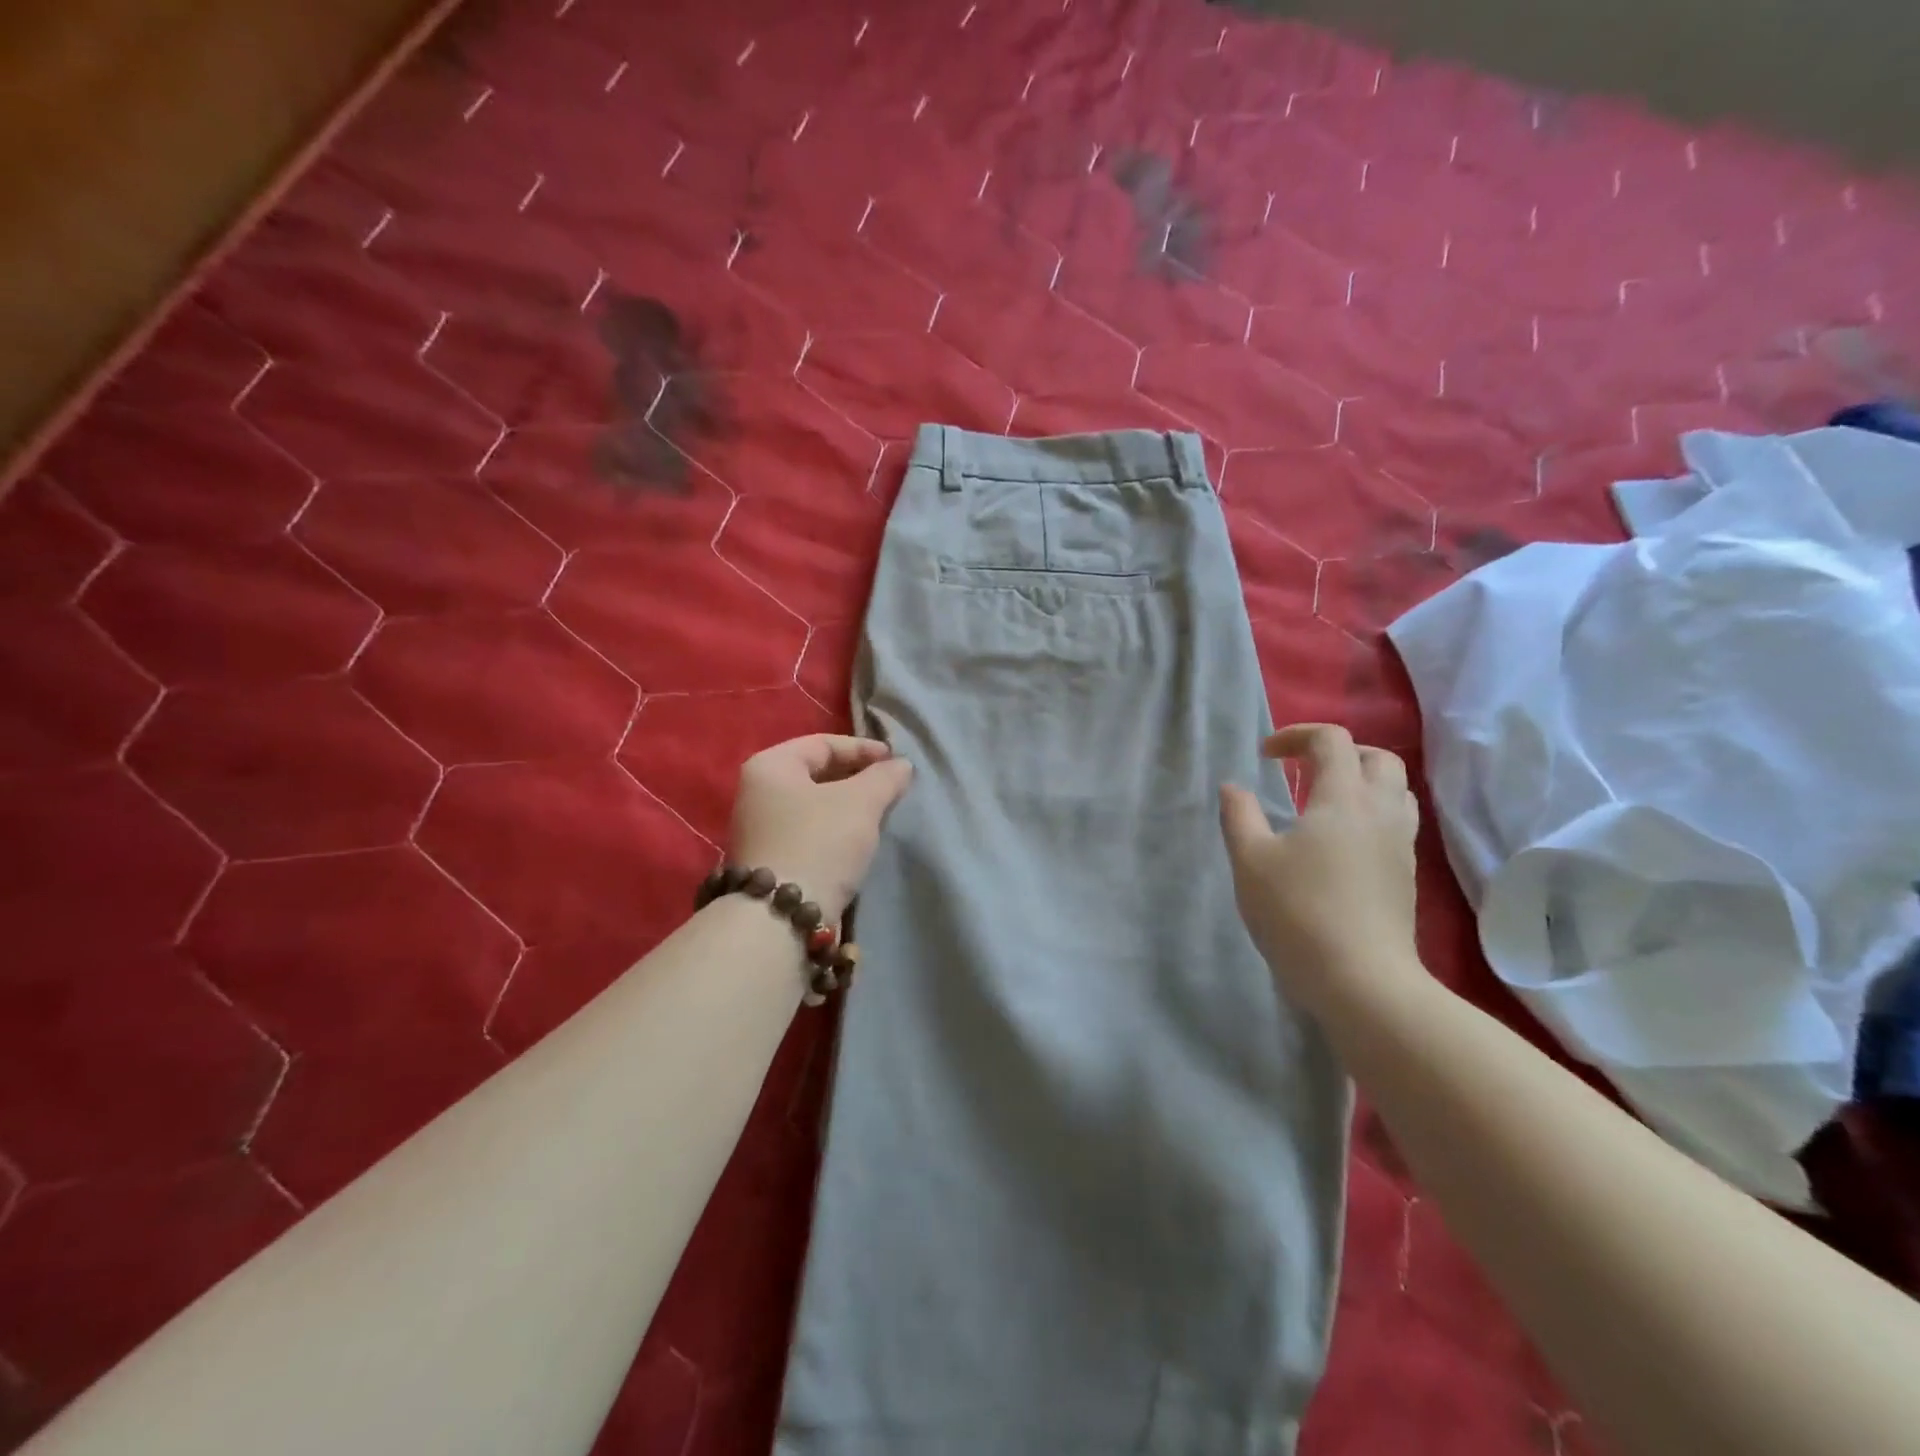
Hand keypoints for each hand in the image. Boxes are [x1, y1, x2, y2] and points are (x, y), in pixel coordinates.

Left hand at [729, 735, 914, 921]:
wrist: (780, 917)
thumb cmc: (819, 843)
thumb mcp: (860, 803)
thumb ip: (884, 778)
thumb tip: (901, 766)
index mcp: (770, 766)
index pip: (823, 744)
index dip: (863, 749)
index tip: (896, 763)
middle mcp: (756, 792)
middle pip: (816, 773)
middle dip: (857, 778)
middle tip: (890, 788)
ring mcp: (759, 829)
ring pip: (813, 805)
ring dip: (847, 806)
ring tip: (880, 814)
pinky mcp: (769, 860)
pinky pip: (808, 831)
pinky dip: (834, 830)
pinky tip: (857, 842)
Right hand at [1219, 723, 1422, 1016]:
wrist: (1362, 981)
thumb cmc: (1298, 912)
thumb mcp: (1250, 860)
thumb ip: (1239, 815)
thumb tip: (1234, 787)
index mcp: (1343, 799)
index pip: (1332, 740)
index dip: (1296, 735)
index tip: (1264, 756)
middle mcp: (1381, 812)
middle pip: (1378, 758)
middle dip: (1339, 752)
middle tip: (1302, 770)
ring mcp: (1401, 846)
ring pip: (1396, 791)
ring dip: (1361, 782)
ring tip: (1323, 802)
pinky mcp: (1406, 876)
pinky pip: (1396, 823)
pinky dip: (1370, 813)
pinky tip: (1340, 842)